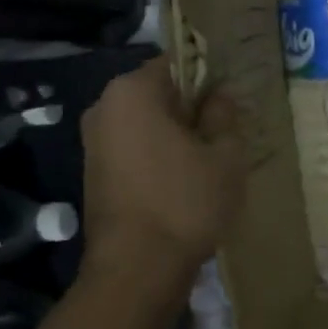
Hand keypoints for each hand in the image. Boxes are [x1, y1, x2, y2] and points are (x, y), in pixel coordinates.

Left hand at [79, 60, 243, 279]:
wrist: (139, 266)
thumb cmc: (187, 200)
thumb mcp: (225, 154)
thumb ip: (224, 116)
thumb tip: (220, 95)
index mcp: (132, 92)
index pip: (176, 63)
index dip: (209, 77)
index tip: (233, 101)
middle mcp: (104, 108)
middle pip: (159, 94)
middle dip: (193, 108)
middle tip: (228, 132)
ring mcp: (94, 142)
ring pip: (148, 124)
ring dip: (178, 134)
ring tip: (211, 159)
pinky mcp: (96, 173)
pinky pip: (137, 148)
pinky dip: (162, 155)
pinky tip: (187, 180)